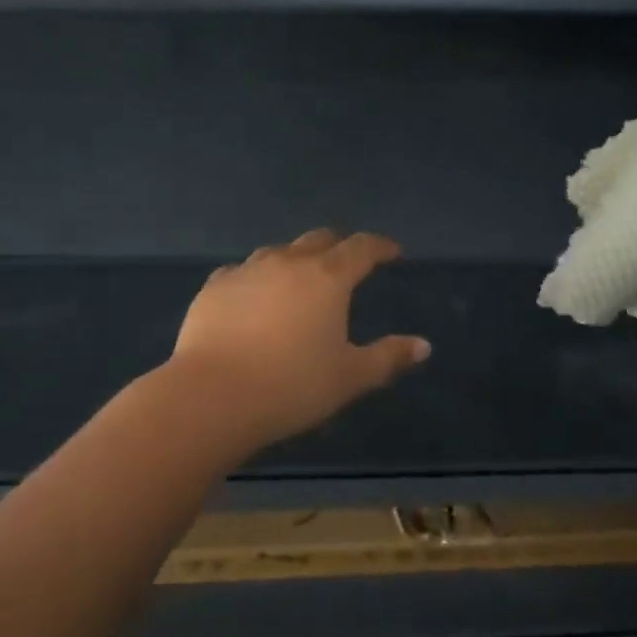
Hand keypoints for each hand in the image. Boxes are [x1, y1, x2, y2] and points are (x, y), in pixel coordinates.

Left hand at [168, 230, 430, 448]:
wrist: (213, 395)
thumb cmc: (291, 387)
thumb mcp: (350, 378)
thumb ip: (388, 358)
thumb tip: (423, 345)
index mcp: (327, 278)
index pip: (361, 248)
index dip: (380, 246)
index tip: (392, 252)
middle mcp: (287, 262)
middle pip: (318, 240)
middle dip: (338, 246)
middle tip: (347, 262)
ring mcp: (246, 270)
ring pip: (278, 252)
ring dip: (295, 260)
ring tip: (299, 280)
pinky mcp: (213, 287)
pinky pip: (241, 272)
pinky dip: (256, 279)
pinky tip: (252, 297)